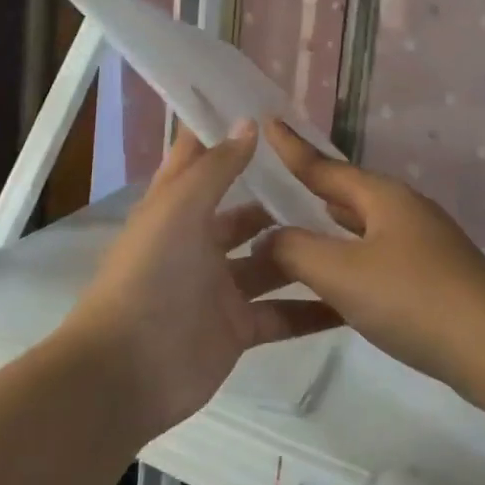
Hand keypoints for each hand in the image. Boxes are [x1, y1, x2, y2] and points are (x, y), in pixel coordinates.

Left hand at [63, 122, 340, 435]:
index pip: (203, 161)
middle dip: (284, 200)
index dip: (229, 136)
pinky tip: (354, 299)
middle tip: (337, 184)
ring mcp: (222, 288)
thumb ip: (216, 167)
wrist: (126, 372)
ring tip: (358, 235)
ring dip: (306, 251)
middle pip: (248, 215)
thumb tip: (250, 122)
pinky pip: (284, 314)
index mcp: (178, 210)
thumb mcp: (179, 209)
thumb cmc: (149, 276)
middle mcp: (201, 244)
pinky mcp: (240, 329)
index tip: (273, 112)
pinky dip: (314, 310)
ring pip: (273, 263)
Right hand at [258, 120, 484, 402]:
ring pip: (365, 227)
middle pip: (349, 194)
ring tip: (301, 223)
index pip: (326, 167)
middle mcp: (405, 212)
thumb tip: (268, 238)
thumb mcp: (342, 273)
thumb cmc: (413, 299)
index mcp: (384, 198)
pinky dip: (351, 258)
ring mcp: (425, 245)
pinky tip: (342, 278)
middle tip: (278, 181)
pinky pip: (378, 257)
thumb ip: (296, 251)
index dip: (294, 149)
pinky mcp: (434, 278)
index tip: (270, 122)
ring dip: (332, 226)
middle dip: (314, 187)